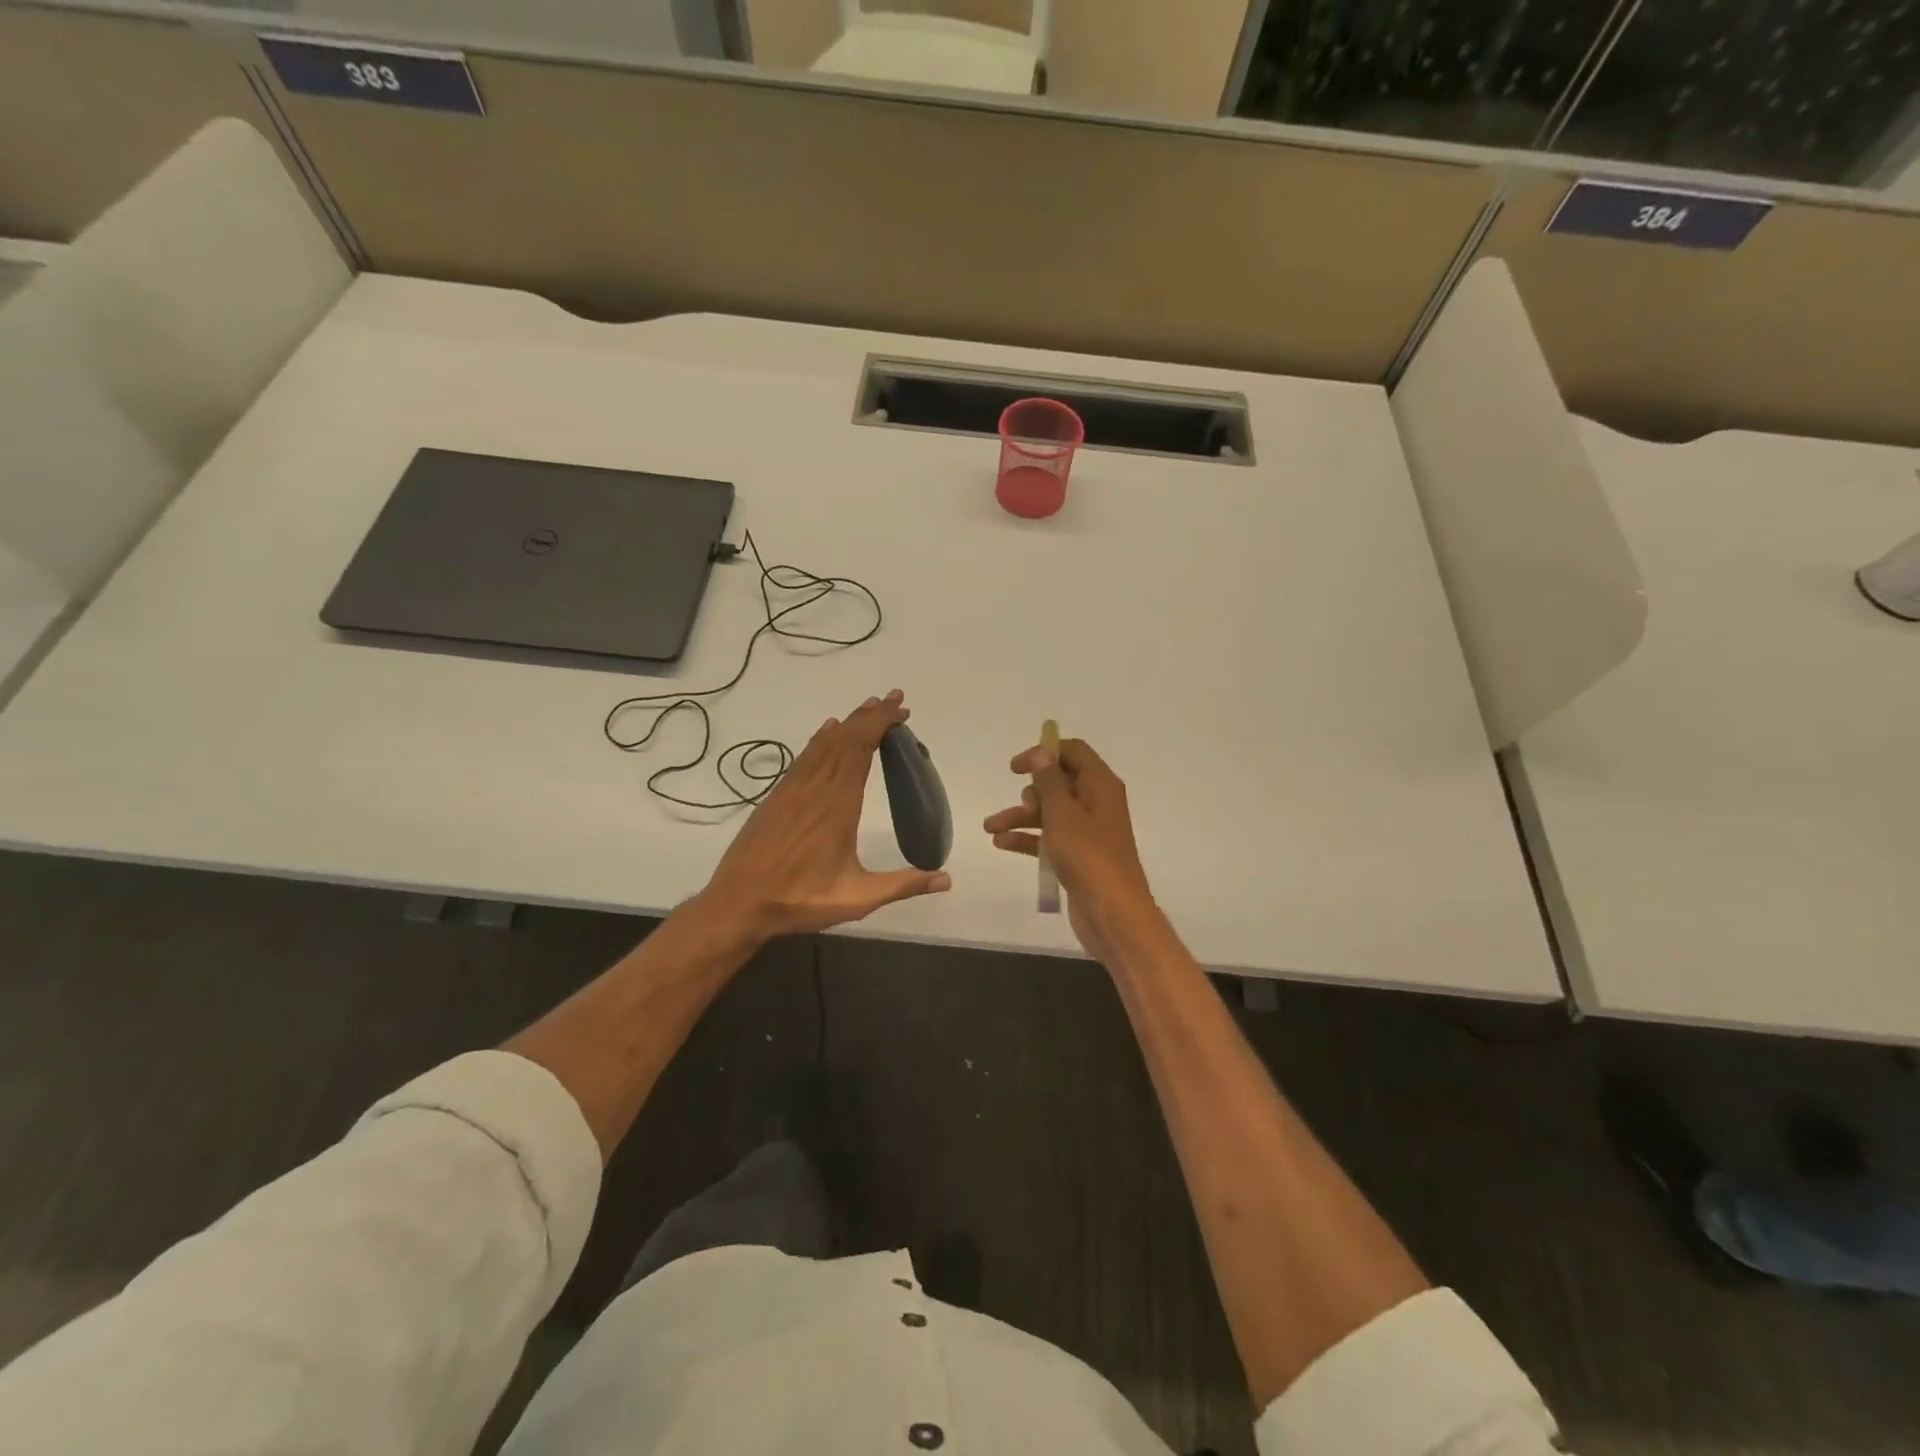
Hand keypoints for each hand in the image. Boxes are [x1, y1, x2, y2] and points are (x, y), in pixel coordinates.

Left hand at [694, 690, 950, 944]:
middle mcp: (815, 788)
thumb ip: (903, 885)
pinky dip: (820, 739)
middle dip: (870, 716)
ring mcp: (792, 790)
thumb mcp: (858, 898)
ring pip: (823, 744)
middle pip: (844, 739)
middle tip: (894, 699)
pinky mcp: (777, 797)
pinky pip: (804, 757)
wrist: (738, 904)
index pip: (861, 749)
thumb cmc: (800, 899)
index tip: (900, 708)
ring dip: (848, 723)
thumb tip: (947, 879)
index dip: (880, 723)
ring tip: (868, 708)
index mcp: (838, 805)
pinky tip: (826, 732)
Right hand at [983, 737, 1160, 962]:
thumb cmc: (1089, 857)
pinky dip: (1027, 838)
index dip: (1044, 753)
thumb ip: (1049, 781)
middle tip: (1021, 806)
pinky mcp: (1077, 855)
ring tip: (990, 827)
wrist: (1113, 913)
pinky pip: (1048, 838)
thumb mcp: (1063, 814)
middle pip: (1058, 783)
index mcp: (1100, 785)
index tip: (1016, 767)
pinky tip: (1000, 844)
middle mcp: (1096, 803)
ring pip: (1049, 812)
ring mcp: (1087, 831)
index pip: (1073, 752)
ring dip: (1021, 817)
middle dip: (1031, 792)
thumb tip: (1041, 752)